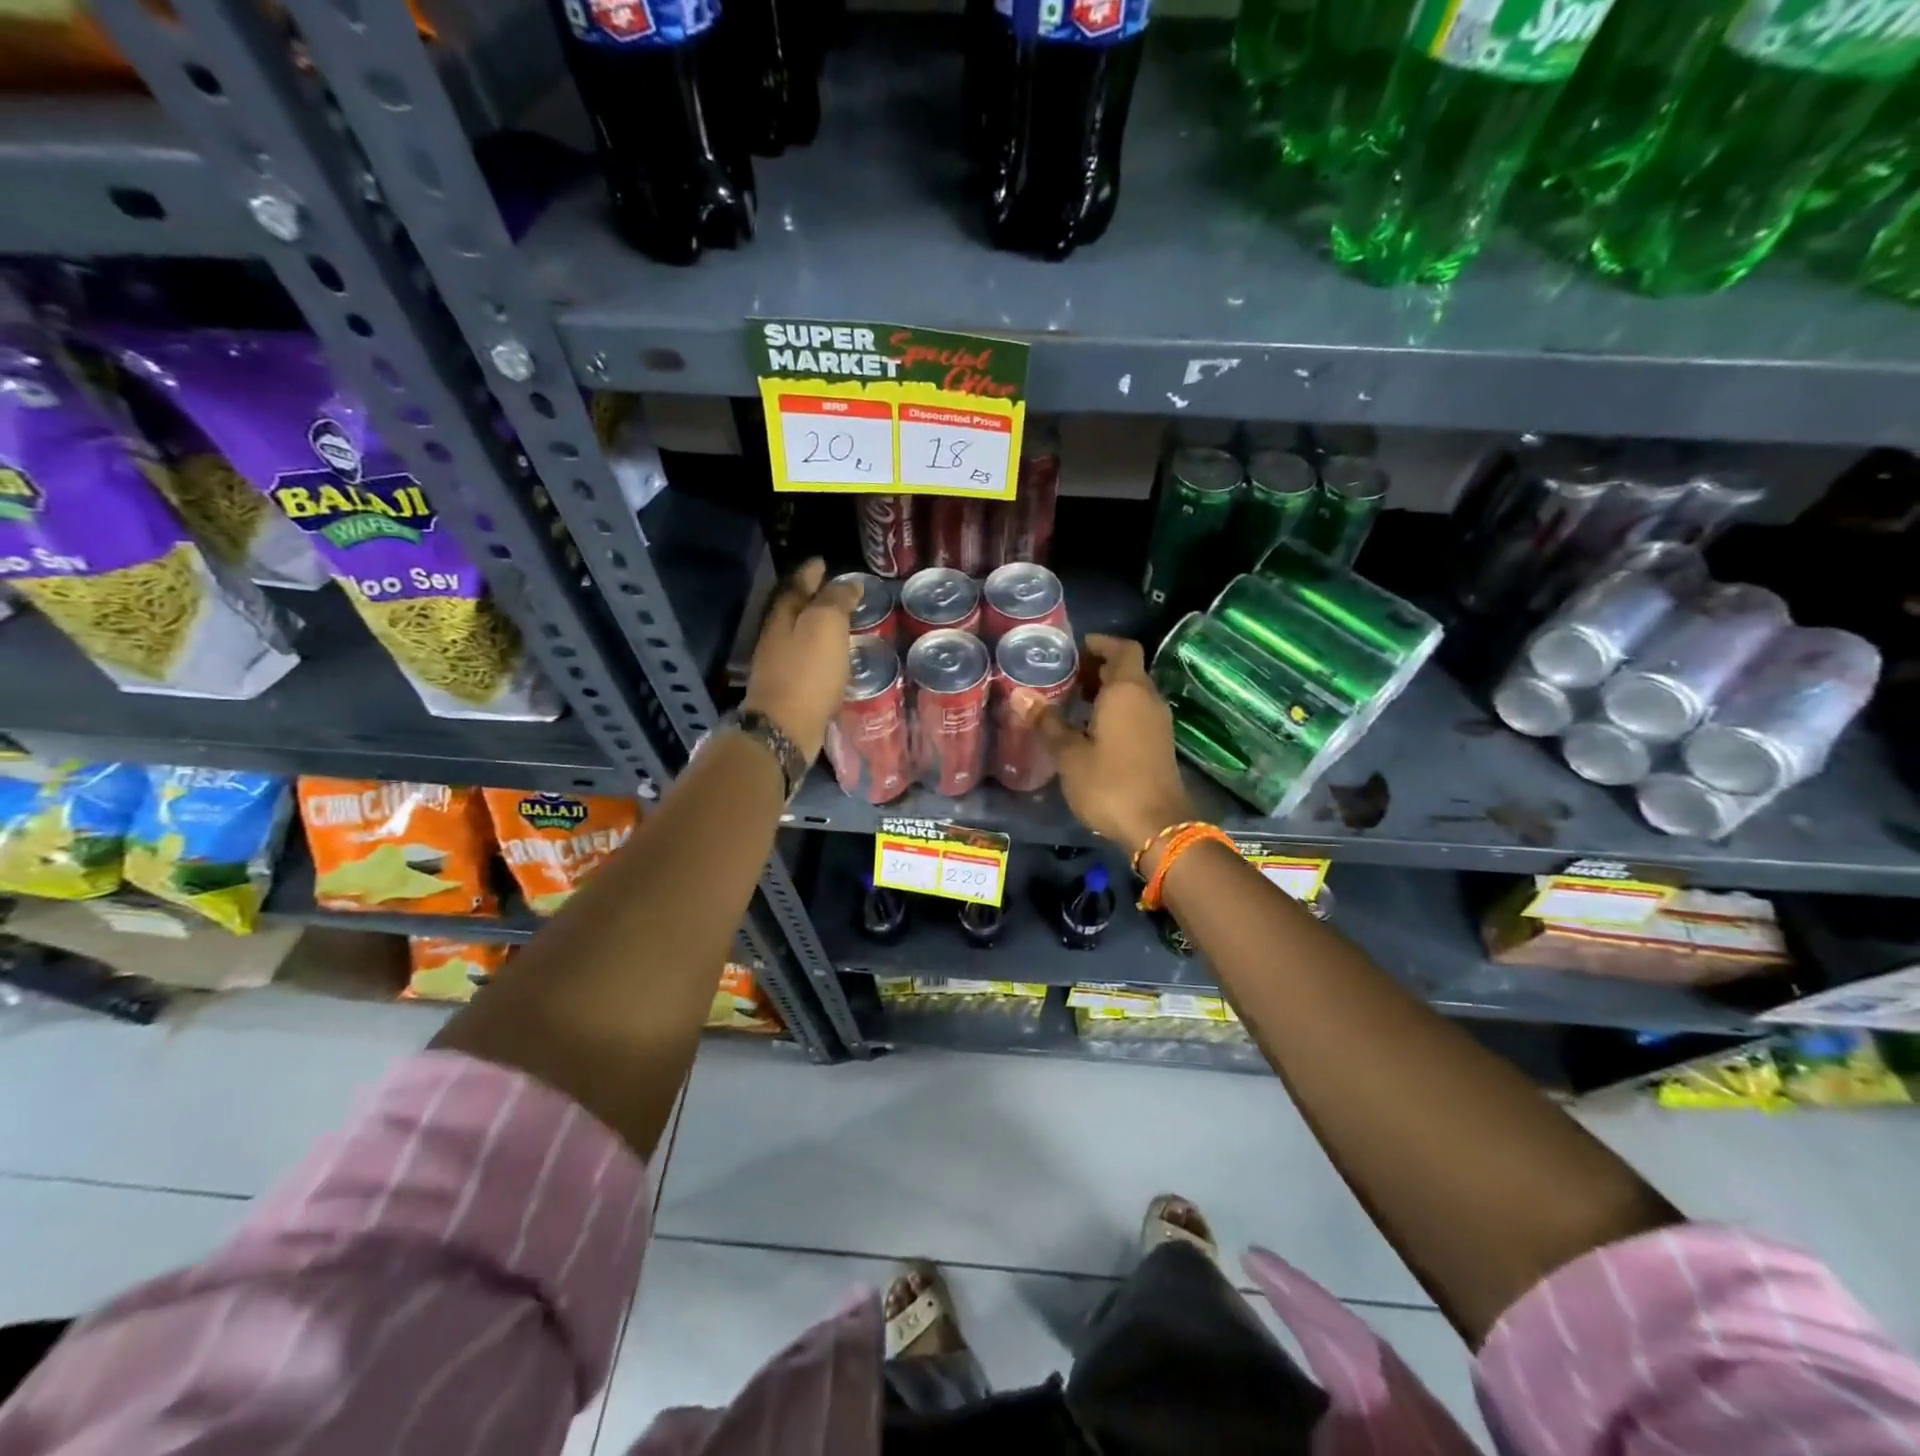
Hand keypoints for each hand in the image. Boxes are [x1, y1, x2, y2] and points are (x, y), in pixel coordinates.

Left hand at [742, 559, 859, 760]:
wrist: (786, 726)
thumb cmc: (808, 671)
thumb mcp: (826, 625)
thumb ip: (836, 600)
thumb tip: (847, 582)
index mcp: (784, 615)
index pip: (797, 585)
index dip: (811, 573)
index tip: (823, 563)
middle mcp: (776, 636)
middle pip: (795, 609)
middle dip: (814, 598)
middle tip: (838, 592)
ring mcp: (779, 664)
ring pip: (800, 635)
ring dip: (818, 627)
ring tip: (842, 624)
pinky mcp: (789, 689)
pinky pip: (807, 661)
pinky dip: (821, 653)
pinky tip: (835, 658)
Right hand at [1017, 634, 1194, 851]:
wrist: (1157, 827)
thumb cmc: (1109, 784)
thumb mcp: (1069, 754)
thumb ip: (1047, 722)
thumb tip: (1020, 695)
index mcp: (1127, 691)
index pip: (1123, 649)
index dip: (1101, 644)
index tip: (1076, 649)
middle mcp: (1148, 699)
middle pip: (1127, 670)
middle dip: (1098, 669)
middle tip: (1066, 678)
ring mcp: (1158, 723)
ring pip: (1133, 693)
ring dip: (1107, 692)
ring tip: (1073, 703)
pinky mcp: (1159, 744)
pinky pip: (1137, 713)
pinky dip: (1116, 711)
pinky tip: (1091, 731)